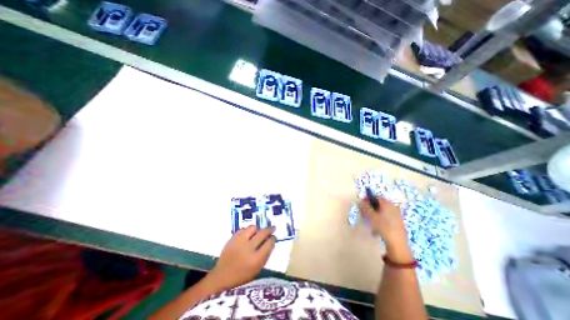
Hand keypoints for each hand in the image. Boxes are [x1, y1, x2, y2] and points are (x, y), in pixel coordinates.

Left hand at [208, 225, 277, 289]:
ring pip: (253, 227)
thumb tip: (271, 241)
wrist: (221, 278)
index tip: (274, 237)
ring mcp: (239, 242)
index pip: (269, 243)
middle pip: (263, 233)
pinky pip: (243, 229)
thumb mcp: (258, 269)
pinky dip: (247, 231)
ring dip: (258, 229)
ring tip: (258, 232)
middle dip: (269, 229)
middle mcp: (248, 248)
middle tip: (272, 228)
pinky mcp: (232, 238)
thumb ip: (265, 254)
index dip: (273, 238)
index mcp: (256, 259)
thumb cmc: (242, 277)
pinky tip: (248, 234)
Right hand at [359, 197, 414, 261]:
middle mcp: (393, 206)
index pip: (376, 197)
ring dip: (374, 214)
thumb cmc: (383, 226)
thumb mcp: (371, 216)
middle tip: (364, 214)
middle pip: (379, 204)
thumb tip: (361, 201)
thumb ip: (365, 207)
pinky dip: (380, 219)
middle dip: (370, 208)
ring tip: (370, 222)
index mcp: (387, 203)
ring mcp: (397, 214)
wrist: (397, 243)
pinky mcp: (398, 222)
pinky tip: (377, 228)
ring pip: (382, 211)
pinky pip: (387, 217)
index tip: (362, 205)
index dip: (367, 199)